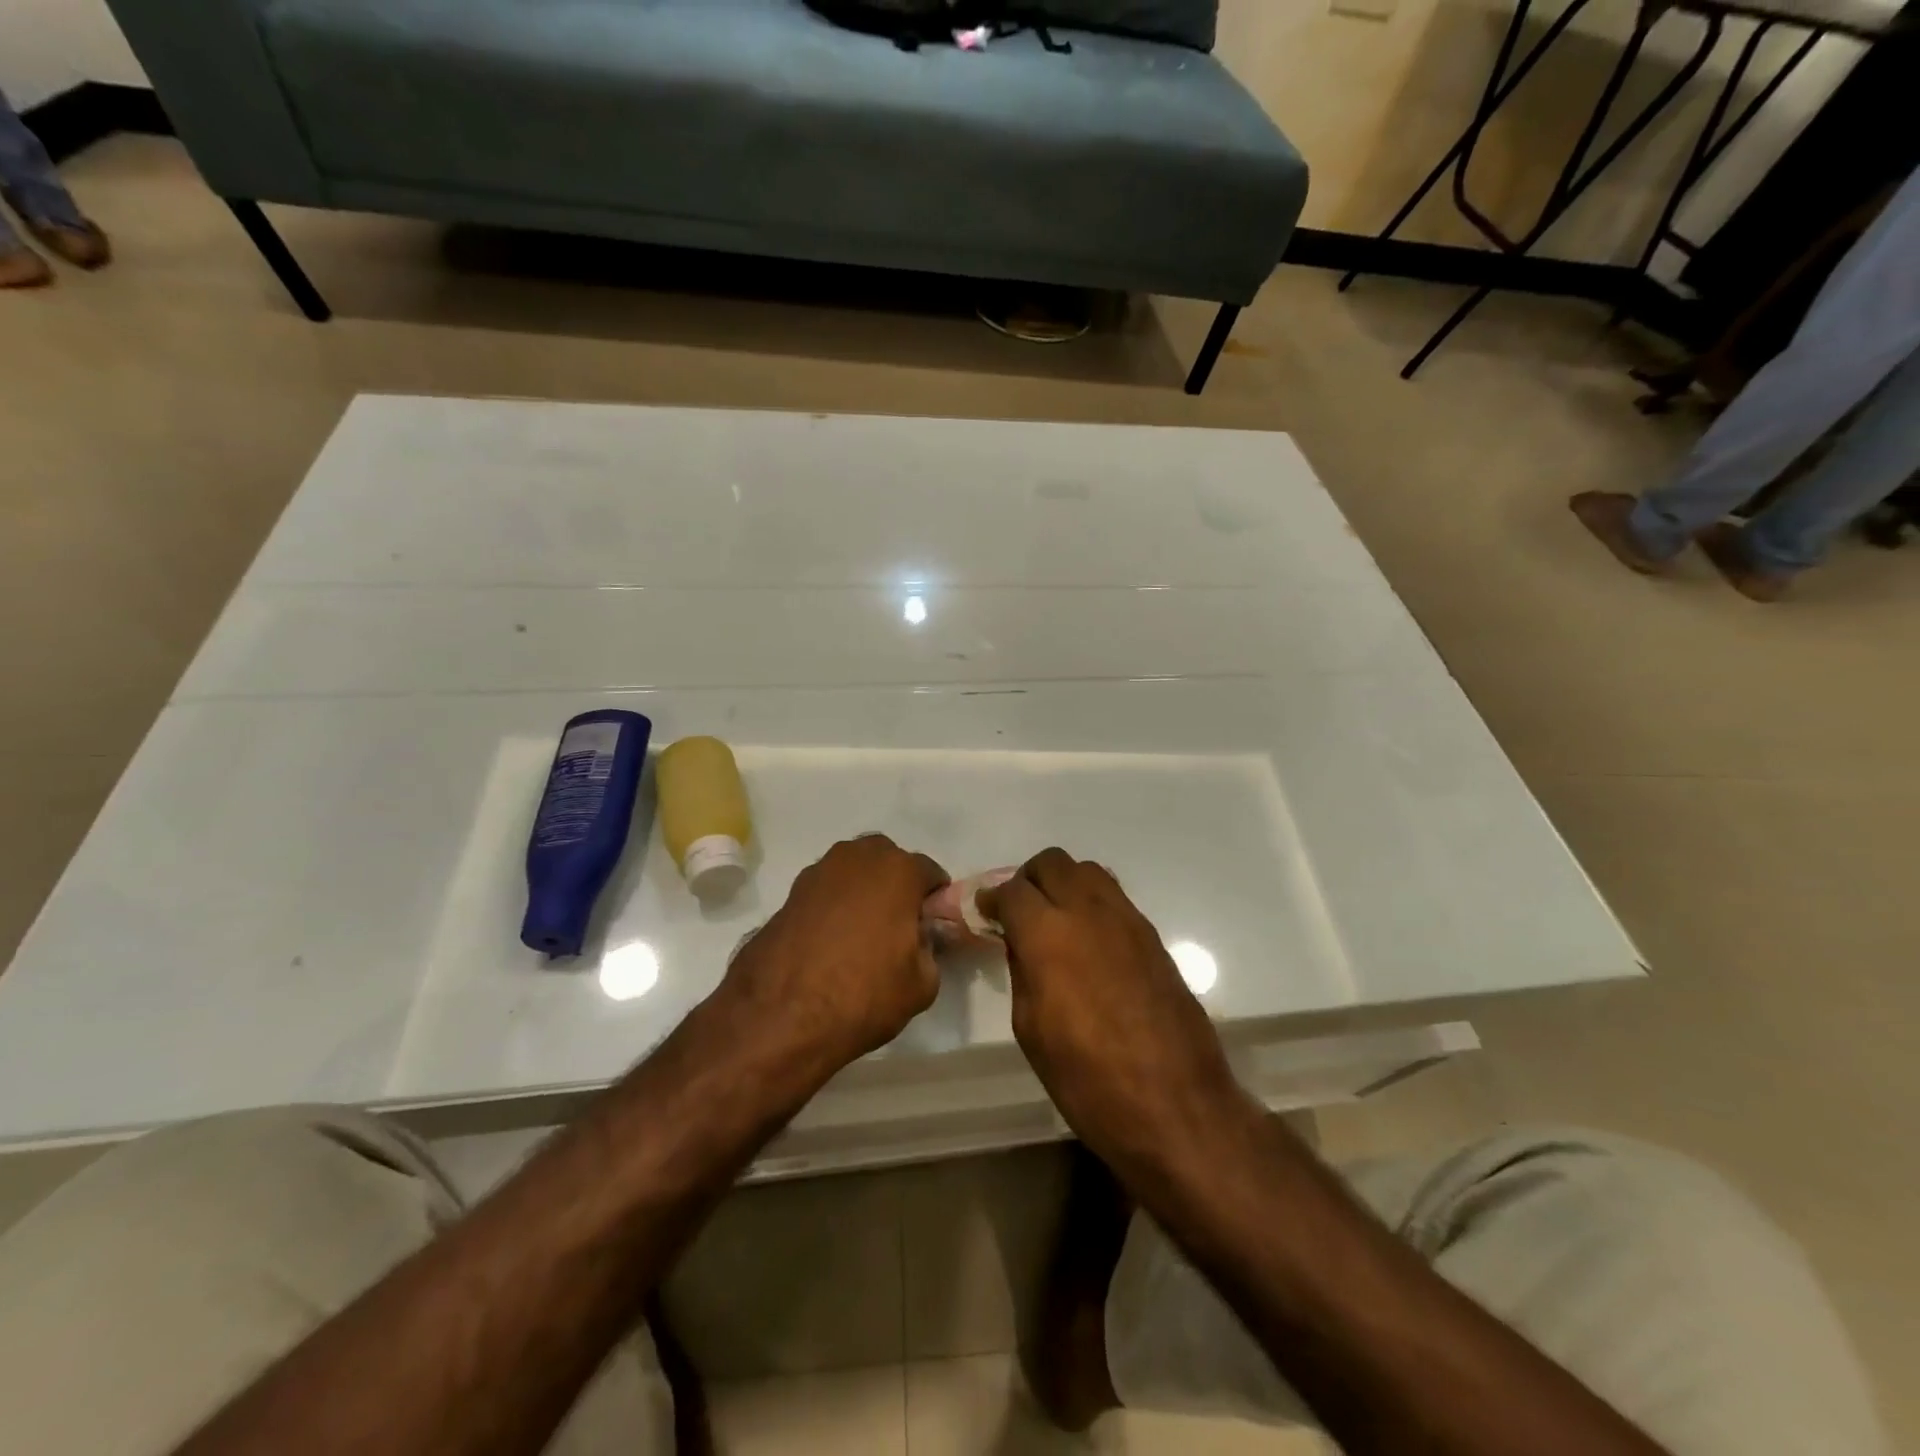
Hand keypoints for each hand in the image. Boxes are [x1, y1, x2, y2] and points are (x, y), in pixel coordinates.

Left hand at [722, 835, 947, 1072]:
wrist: (780, 1017)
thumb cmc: (864, 994)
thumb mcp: (922, 983)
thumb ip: (930, 949)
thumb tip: (919, 940)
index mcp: (897, 870)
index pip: (930, 872)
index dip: (935, 900)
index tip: (932, 926)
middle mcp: (857, 858)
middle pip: (888, 862)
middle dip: (896, 885)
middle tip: (897, 926)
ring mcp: (817, 873)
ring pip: (852, 873)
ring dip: (862, 893)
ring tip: (861, 935)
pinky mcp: (788, 895)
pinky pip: (824, 893)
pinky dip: (832, 908)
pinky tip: (830, 944)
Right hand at [982, 848, 1248, 1174]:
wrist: (1174, 1104)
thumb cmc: (1087, 1079)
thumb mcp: (1030, 1029)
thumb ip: (1022, 971)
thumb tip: (1020, 943)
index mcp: (1047, 933)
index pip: (1011, 890)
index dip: (992, 899)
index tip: (986, 914)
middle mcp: (1087, 911)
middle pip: (1052, 863)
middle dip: (1029, 880)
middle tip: (1020, 912)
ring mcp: (1127, 919)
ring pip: (1088, 871)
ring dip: (1064, 884)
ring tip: (1056, 920)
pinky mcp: (1153, 935)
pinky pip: (1115, 898)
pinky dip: (1093, 904)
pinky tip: (1089, 941)